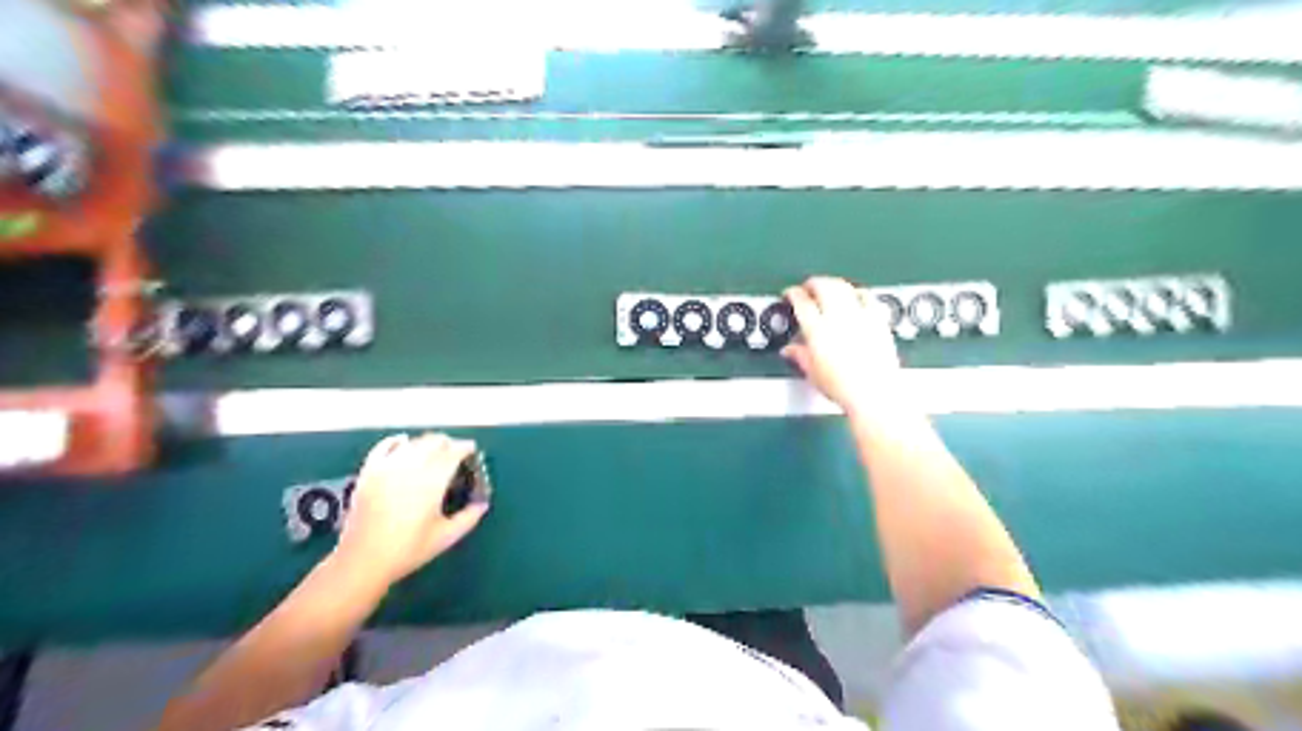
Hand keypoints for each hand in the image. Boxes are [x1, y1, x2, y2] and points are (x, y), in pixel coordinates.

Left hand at [334, 434, 488, 587]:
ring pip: (413, 442)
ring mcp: (387, 467)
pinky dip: (396, 441)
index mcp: (432, 481)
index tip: (471, 451)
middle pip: (434, 442)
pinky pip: (384, 447)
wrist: (363, 561)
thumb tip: (482, 504)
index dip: (465, 448)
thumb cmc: (409, 550)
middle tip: (456, 451)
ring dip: (427, 442)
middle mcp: (410, 467)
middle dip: (448, 443)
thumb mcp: (446, 537)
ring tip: (434, 450)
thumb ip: (468, 517)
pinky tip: (403, 442)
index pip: (453, 452)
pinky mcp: (369, 472)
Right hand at [782, 276, 906, 415]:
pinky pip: (867, 296)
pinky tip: (855, 295)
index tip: (791, 293)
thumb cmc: (844, 389)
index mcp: (818, 331)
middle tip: (808, 287)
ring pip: (844, 287)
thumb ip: (800, 356)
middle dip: (813, 283)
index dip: (793, 293)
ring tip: (828, 287)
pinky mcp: (878, 321)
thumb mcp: (813, 374)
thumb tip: (790, 351)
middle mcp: (838, 319)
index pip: (801, 302)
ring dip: (833, 283)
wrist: (874, 395)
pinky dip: (857, 292)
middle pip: (823, 286)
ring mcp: (860, 317)